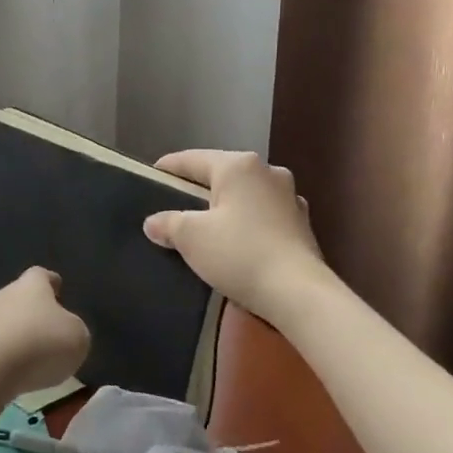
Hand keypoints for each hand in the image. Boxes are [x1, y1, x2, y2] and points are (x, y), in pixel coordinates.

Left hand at [0, 267, 89, 396]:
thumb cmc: (40, 344)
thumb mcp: (77, 337)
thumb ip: (74, 329)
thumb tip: (65, 330)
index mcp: (32, 285)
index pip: (42, 275)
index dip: (51, 282)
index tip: (58, 287)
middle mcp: (4, 294)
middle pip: (20, 297)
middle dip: (33, 311)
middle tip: (48, 328)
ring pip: (5, 321)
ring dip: (17, 335)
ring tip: (34, 355)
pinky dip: (4, 355)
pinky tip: (14, 371)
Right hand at [145, 150, 325, 320]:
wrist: (298, 294)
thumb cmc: (239, 253)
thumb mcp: (190, 237)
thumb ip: (167, 224)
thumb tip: (154, 223)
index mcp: (238, 165)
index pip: (192, 159)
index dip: (167, 168)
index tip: (150, 177)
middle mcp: (268, 172)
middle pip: (221, 175)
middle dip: (197, 189)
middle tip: (173, 205)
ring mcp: (290, 198)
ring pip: (244, 196)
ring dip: (224, 207)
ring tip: (204, 226)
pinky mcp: (302, 225)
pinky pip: (262, 216)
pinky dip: (245, 224)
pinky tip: (234, 243)